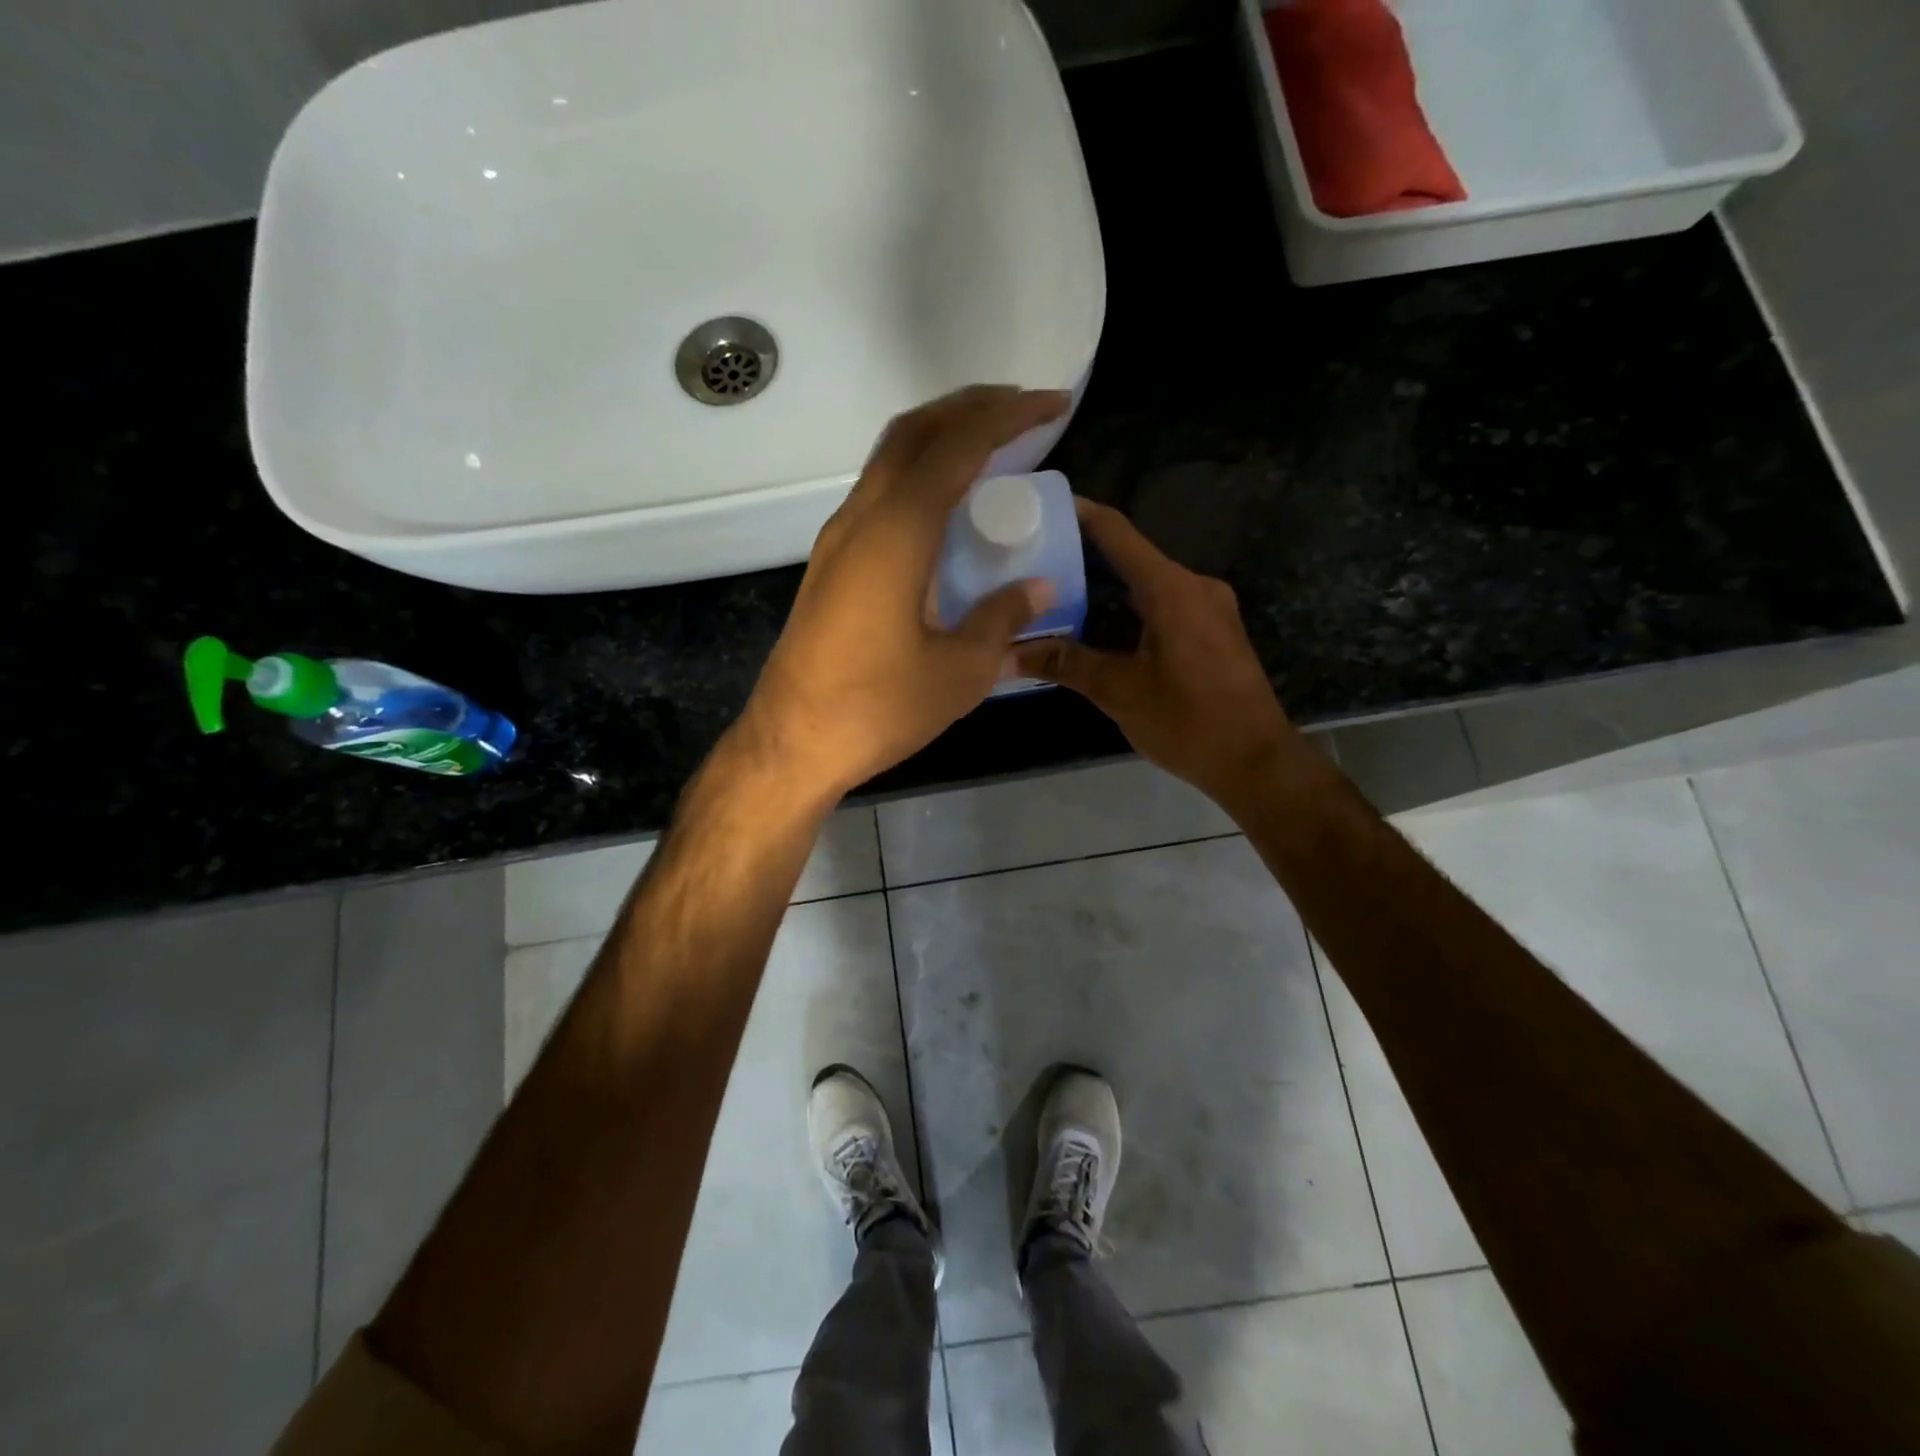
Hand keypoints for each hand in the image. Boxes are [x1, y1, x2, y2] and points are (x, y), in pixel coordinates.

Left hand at [741, 386, 1070, 798]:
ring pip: (889, 458)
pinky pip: (879, 493)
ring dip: (940, 437)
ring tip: (989, 446)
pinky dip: (918, 474)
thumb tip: (1040, 589)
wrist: (792, 743)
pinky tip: (946, 505)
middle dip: (970, 408)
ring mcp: (838, 539)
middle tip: (1021, 410)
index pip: (957, 447)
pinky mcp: (830, 564)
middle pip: (914, 432)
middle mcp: (861, 519)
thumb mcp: (959, 672)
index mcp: (897, 533)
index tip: (1051, 404)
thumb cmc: (878, 708)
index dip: (1008, 417)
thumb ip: (1002, 620)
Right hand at [1014, 498, 1300, 806]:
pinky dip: (1128, 607)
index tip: (1039, 507)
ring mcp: (1210, 607)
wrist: (1256, 762)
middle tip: (1033, 563)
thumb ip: (1064, 663)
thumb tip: (1006, 653)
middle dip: (1082, 557)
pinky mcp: (1214, 630)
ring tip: (1055, 595)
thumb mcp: (1119, 692)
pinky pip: (1164, 604)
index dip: (1078, 514)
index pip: (1117, 532)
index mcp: (1171, 589)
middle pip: (1131, 556)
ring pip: (1147, 583)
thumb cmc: (1188, 722)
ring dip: (1105, 586)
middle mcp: (1194, 585)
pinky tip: (1098, 627)